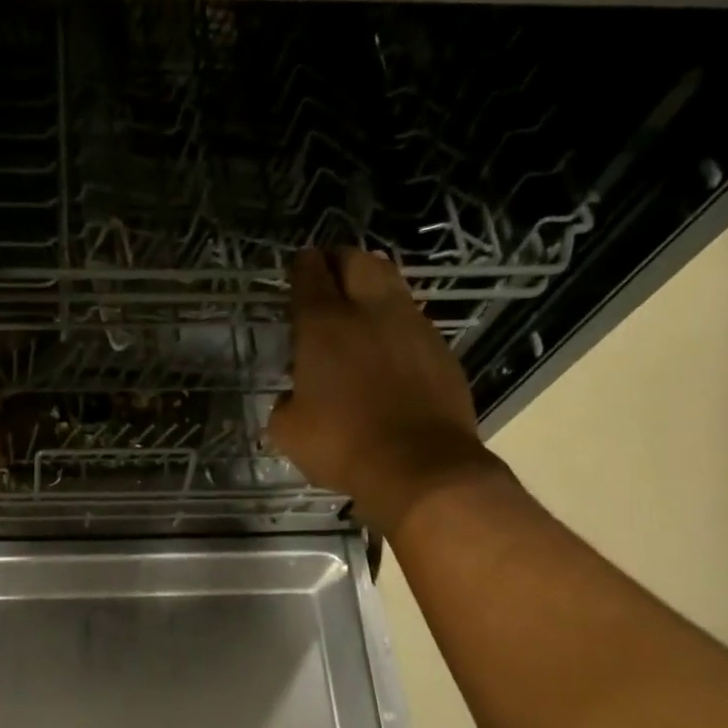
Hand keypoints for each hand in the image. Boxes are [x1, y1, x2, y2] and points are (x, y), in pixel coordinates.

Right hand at [267, 248, 501, 527]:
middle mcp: (370, 313)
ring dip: (373, 286)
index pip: (310, 275)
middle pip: (358, 261)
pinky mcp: (441, 350)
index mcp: (324, 326)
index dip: (302, 266)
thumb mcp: (288, 431)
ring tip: (360, 306)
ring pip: (392, 284)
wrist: (421, 467)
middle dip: (340, 260)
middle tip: (329, 275)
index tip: (299, 266)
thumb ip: (286, 403)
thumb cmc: (342, 445)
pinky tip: (388, 348)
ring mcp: (412, 327)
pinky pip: (414, 321)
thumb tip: (295, 397)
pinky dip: (396, 324)